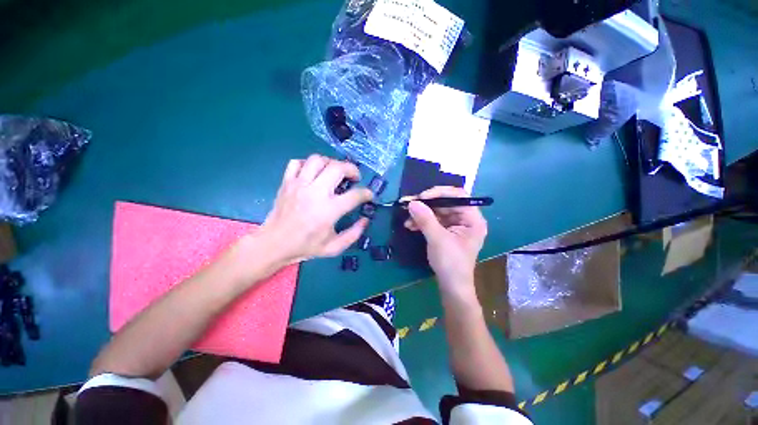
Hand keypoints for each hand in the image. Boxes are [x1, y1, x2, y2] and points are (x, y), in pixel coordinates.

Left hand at [258, 155, 372, 264]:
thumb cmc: (305, 246)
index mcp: (329, 210)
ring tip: (334, 173)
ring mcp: (298, 185)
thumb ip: (354, 234)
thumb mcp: (334, 247)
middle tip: (354, 177)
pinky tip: (313, 174)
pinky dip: (308, 164)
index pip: (355, 195)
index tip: (369, 195)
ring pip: (318, 160)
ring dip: (331, 163)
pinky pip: (297, 162)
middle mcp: (315, 193)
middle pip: (338, 168)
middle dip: (352, 169)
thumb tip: (365, 220)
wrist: (273, 244)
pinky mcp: (286, 182)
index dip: (367, 193)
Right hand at [404, 186, 486, 297]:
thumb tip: (412, 202)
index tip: (422, 197)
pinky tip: (410, 225)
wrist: (451, 286)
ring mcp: (455, 226)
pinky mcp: (446, 232)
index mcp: (472, 219)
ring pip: (437, 212)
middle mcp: (465, 219)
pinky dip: (422, 222)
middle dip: (426, 205)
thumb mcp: (438, 239)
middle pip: (445, 203)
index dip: (440, 193)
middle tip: (409, 204)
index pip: (458, 196)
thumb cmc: (451, 263)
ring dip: (421, 214)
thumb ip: (425, 219)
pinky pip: (433, 221)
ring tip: (407, 218)